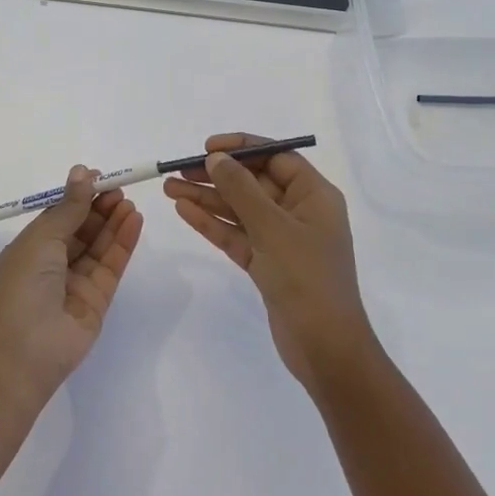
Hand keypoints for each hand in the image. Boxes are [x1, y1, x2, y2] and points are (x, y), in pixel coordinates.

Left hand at [0, 166, 143, 401]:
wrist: (22, 350)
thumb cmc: (22, 285)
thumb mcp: (42, 237)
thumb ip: (69, 207)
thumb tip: (82, 171)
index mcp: (31, 247)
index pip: (59, 215)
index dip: (78, 196)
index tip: (99, 177)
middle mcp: (53, 264)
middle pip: (82, 229)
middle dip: (100, 207)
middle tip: (119, 188)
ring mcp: (76, 283)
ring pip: (99, 245)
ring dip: (114, 222)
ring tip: (129, 202)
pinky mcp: (97, 300)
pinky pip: (112, 265)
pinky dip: (123, 242)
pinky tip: (134, 221)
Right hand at [165, 133, 376, 386]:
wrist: (325, 348)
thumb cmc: (306, 278)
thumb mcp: (272, 227)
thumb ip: (241, 189)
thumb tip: (216, 158)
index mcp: (314, 195)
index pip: (276, 157)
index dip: (242, 148)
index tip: (207, 147)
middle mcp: (299, 211)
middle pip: (253, 183)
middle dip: (216, 175)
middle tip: (177, 170)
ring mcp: (282, 239)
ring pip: (240, 210)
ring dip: (207, 198)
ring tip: (169, 188)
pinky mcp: (267, 264)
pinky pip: (236, 235)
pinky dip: (212, 223)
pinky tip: (184, 210)